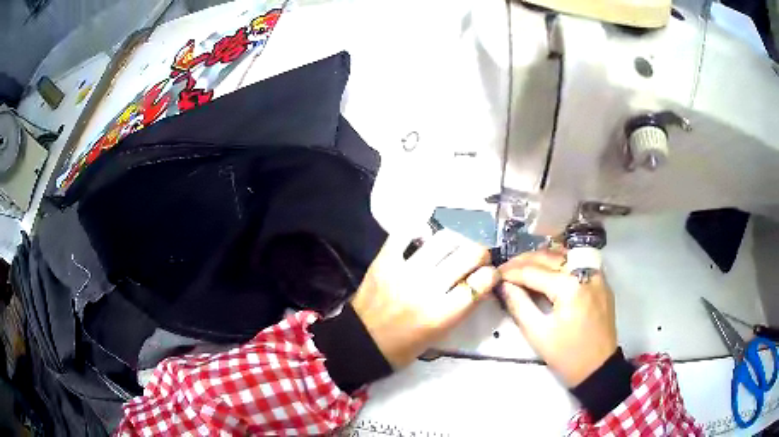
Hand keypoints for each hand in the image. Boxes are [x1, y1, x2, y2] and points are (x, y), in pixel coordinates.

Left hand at [351, 229, 499, 367]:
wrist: (361, 342)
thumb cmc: (405, 346)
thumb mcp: (440, 334)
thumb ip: (463, 307)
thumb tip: (483, 281)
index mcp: (442, 315)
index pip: (482, 282)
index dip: (492, 274)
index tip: (489, 274)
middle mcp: (426, 289)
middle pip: (468, 254)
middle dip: (481, 252)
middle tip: (476, 257)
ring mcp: (403, 272)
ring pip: (444, 239)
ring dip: (458, 239)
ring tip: (455, 245)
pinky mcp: (384, 261)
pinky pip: (405, 233)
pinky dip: (419, 229)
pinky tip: (426, 236)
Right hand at [498, 250, 616, 386]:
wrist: (598, 368)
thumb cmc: (567, 355)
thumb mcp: (538, 334)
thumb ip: (519, 305)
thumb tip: (503, 285)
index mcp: (569, 286)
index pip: (534, 271)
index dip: (511, 272)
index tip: (495, 273)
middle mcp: (585, 272)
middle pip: (549, 257)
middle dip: (524, 261)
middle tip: (505, 269)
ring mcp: (596, 275)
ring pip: (565, 255)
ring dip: (542, 258)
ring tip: (523, 267)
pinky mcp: (601, 281)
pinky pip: (578, 263)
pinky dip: (560, 263)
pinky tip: (548, 270)